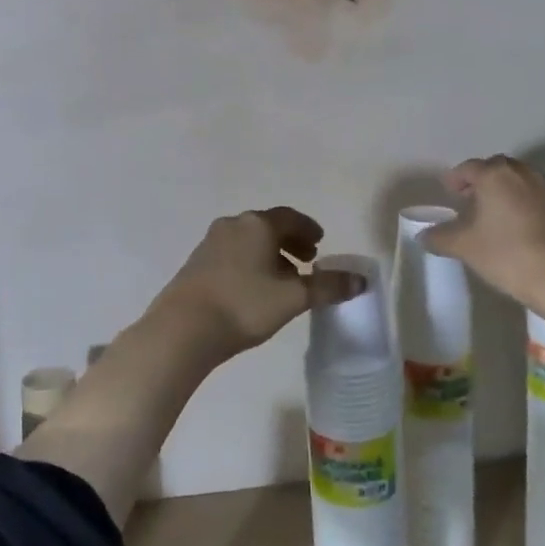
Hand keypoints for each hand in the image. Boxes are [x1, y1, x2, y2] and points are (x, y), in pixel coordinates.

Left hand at [145, 208, 364, 365]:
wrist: (183, 328)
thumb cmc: (244, 305)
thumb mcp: (292, 298)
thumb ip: (327, 287)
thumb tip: (360, 280)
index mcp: (258, 225)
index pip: (290, 217)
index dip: (308, 228)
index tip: (320, 241)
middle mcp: (233, 225)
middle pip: (268, 227)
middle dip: (290, 241)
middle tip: (307, 260)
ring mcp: (210, 243)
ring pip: (248, 241)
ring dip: (269, 254)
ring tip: (283, 279)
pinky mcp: (196, 263)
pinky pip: (232, 254)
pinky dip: (249, 262)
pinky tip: (253, 289)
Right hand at [424, 156, 544, 309]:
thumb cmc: (506, 253)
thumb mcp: (463, 246)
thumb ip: (439, 237)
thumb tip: (424, 235)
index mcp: (495, 175)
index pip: (468, 168)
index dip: (455, 178)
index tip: (447, 191)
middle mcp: (522, 172)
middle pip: (495, 168)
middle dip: (479, 180)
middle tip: (466, 198)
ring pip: (516, 179)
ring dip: (500, 189)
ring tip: (488, 212)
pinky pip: (531, 193)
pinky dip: (518, 200)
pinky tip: (511, 223)